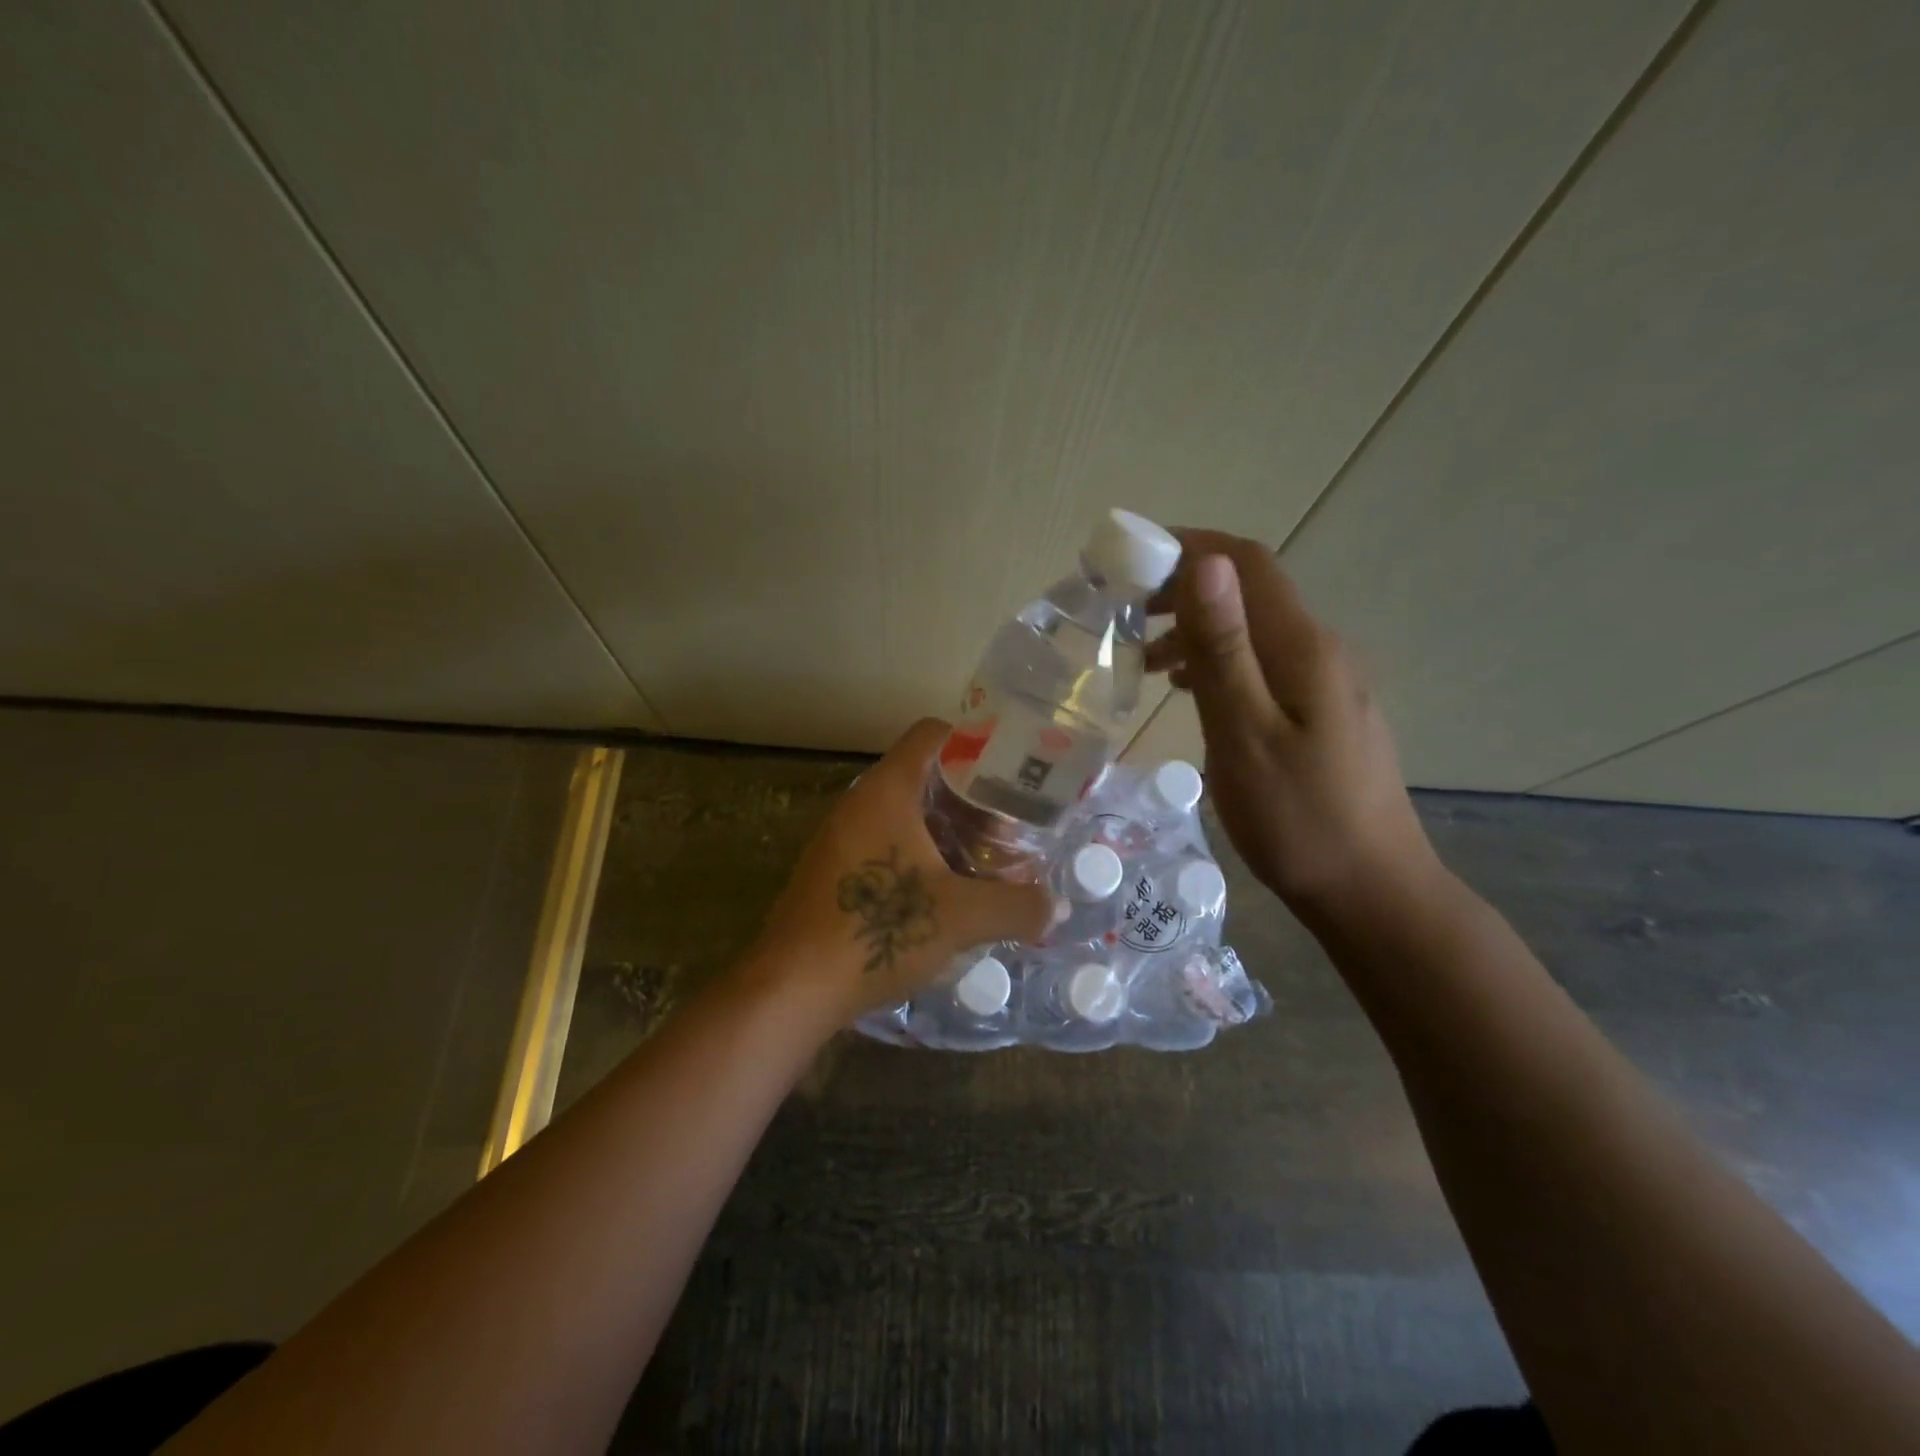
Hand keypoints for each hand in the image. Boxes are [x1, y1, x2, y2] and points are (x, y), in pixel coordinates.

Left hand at [749, 718, 1054, 1024]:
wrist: (793, 987)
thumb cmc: (876, 931)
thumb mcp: (959, 917)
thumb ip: (1015, 906)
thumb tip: (1056, 908)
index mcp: (887, 791)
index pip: (933, 735)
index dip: (975, 743)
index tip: (1011, 773)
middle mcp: (860, 803)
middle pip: (925, 777)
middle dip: (972, 800)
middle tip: (1011, 829)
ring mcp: (842, 837)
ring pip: (906, 814)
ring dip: (948, 832)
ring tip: (987, 863)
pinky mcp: (834, 871)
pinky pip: (886, 844)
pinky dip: (921, 856)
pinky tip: (947, 894)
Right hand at [1145, 530, 1438, 921]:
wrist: (1371, 890)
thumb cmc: (1298, 819)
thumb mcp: (1245, 734)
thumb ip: (1225, 649)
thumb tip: (1206, 563)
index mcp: (1302, 647)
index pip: (1245, 563)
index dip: (1188, 547)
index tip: (1130, 562)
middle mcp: (1320, 650)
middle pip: (1248, 592)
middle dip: (1184, 590)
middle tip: (1126, 618)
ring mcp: (1326, 682)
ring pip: (1253, 631)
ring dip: (1198, 632)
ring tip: (1145, 663)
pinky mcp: (1323, 711)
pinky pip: (1263, 665)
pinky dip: (1219, 664)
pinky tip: (1190, 692)